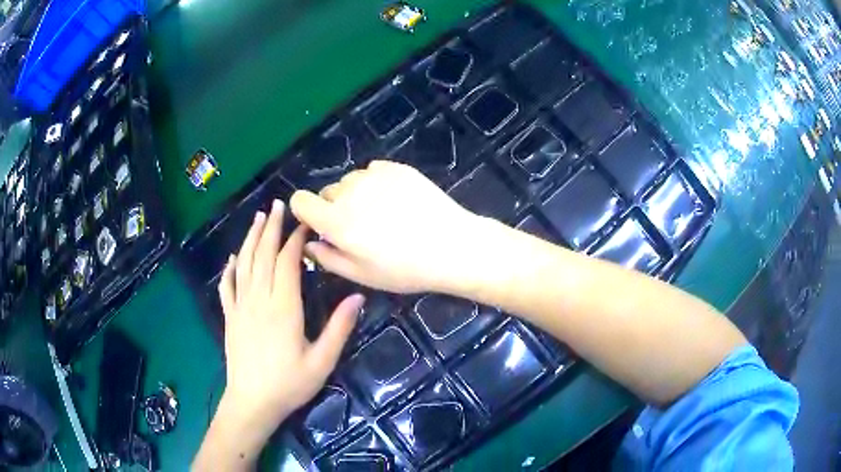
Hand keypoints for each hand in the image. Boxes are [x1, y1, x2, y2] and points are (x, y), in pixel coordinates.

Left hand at [217, 200, 364, 422]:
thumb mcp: (322, 361)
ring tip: (258, 218)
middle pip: (263, 255)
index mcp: (283, 307)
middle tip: (278, 205)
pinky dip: (229, 268)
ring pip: (244, 264)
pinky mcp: (230, 317)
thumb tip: (358, 296)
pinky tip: (232, 257)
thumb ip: (339, 328)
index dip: (295, 239)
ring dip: (251, 238)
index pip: (287, 262)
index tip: (306, 224)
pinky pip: (227, 286)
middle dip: (271, 227)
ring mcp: (240, 307)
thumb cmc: (289, 384)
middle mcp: (259, 299)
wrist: (252, 402)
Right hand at [289, 160, 485, 293]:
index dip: (305, 211)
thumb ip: (327, 258)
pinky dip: (376, 183)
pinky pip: (372, 171)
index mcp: (336, 221)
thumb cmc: (405, 269)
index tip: (319, 223)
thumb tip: (308, 243)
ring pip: (350, 181)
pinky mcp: (396, 167)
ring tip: (381, 213)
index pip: (299, 200)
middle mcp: (350, 192)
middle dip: (334, 207)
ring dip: (355, 194)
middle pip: (326, 191)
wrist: (452, 246)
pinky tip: (396, 200)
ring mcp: (374, 176)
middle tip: (359, 227)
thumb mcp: (361, 275)